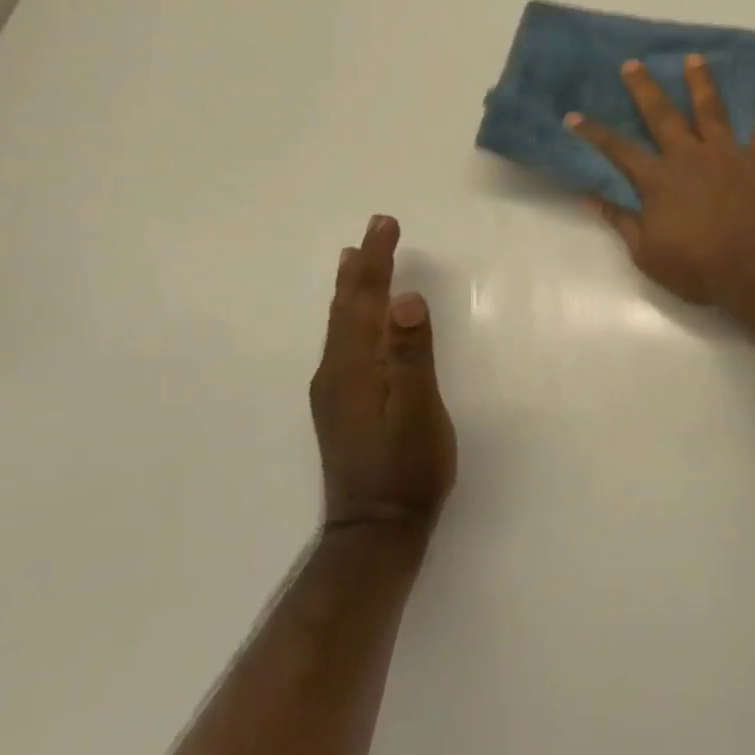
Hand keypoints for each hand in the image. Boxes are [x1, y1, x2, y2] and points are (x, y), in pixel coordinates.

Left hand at [311, 215, 456, 532]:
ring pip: (342, 323)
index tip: (386, 223)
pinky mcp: (343, 403)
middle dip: (363, 265)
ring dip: (351, 286)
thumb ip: (412, 355)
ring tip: (353, 259)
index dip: (377, 260)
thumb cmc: (407, 469)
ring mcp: (336, 389)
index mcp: (355, 367)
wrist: (376, 530)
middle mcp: (336, 371)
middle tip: (376, 227)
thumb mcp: (418, 411)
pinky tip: (355, 318)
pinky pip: (344, 340)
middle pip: (347, 306)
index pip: (365, 299)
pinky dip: (350, 313)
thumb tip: (406, 299)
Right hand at [568, 55, 754, 310]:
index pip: (618, 151)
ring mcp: (728, 154)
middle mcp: (690, 156)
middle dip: (644, 88)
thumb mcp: (648, 255)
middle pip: (662, 115)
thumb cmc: (699, 269)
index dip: (594, 133)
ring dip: (701, 82)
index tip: (574, 115)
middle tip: (633, 64)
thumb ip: (622, 222)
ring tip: (694, 58)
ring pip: (711, 110)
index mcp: (659, 180)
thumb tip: (592, 198)